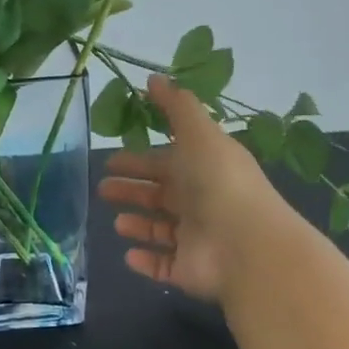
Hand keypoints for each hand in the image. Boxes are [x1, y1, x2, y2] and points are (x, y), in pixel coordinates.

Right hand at [98, 75, 292, 302]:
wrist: (245, 244)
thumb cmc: (218, 181)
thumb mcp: (198, 133)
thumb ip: (176, 107)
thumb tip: (153, 78)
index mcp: (201, 168)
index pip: (165, 162)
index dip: (138, 160)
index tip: (110, 160)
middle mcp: (199, 202)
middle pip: (159, 195)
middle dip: (131, 190)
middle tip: (102, 189)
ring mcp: (195, 239)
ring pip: (160, 230)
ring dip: (138, 225)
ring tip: (116, 222)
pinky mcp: (188, 271)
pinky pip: (163, 266)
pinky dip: (146, 261)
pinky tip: (128, 255)